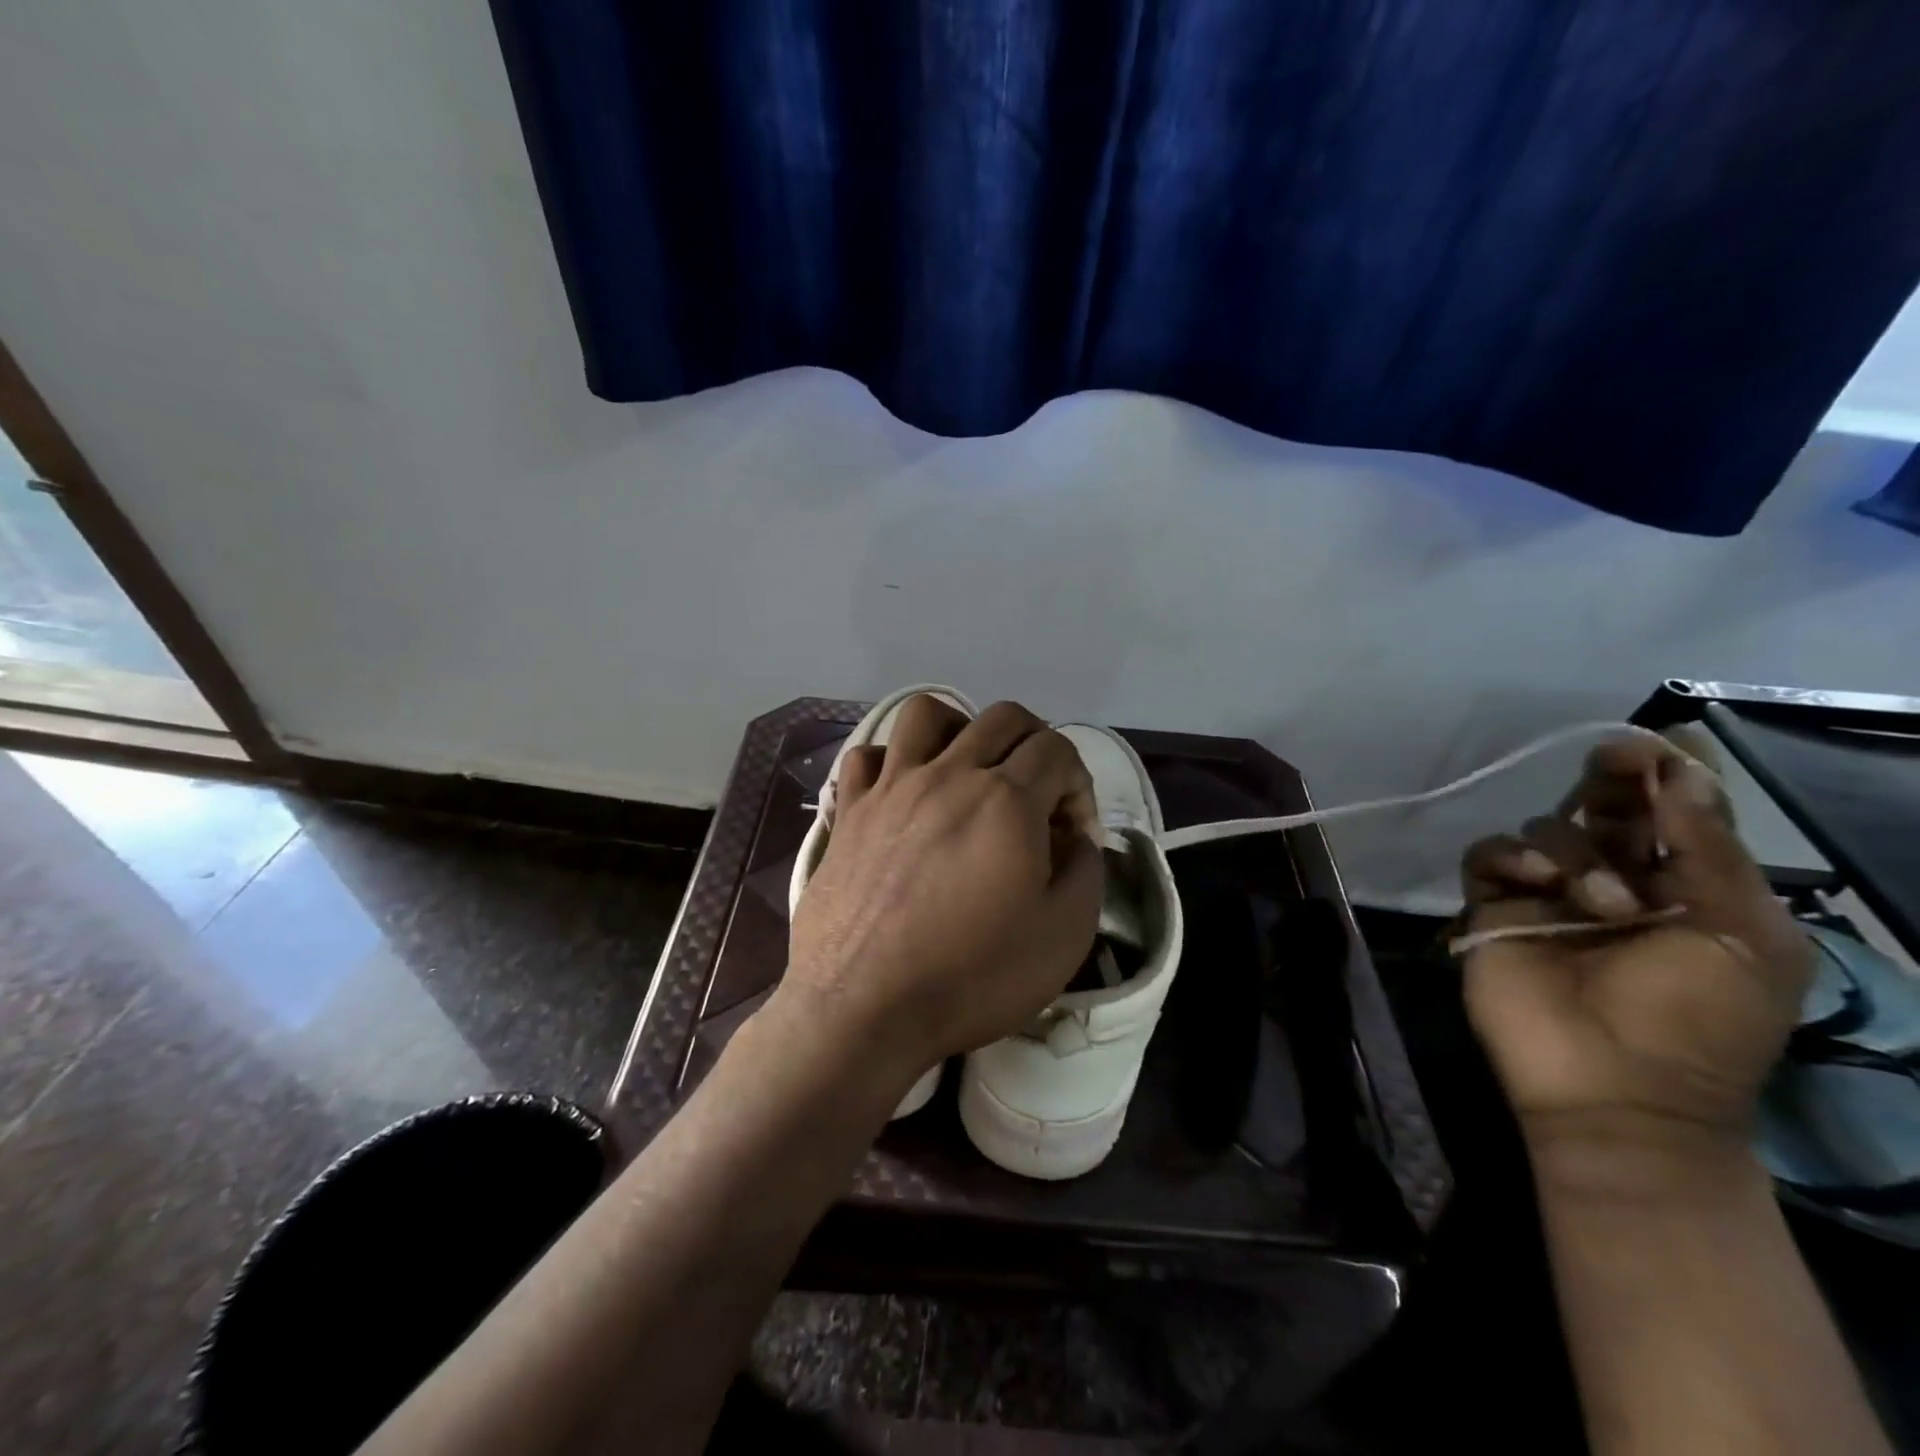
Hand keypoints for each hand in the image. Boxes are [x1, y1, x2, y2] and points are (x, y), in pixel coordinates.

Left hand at [782, 696, 1103, 1100]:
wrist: (862, 1009)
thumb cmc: (970, 978)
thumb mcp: (1063, 937)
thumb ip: (1086, 872)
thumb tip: (1077, 838)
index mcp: (1007, 800)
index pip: (1058, 749)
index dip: (1079, 786)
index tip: (1073, 836)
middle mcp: (949, 775)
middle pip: (1002, 718)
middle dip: (1034, 744)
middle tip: (1037, 793)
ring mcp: (892, 787)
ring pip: (927, 714)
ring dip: (961, 729)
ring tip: (969, 771)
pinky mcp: (850, 810)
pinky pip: (868, 755)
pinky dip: (892, 761)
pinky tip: (904, 793)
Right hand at [1460, 737, 1812, 1181]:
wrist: (1618, 1091)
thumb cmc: (1701, 1021)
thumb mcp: (1742, 936)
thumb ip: (1709, 851)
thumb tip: (1684, 769)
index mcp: (1685, 885)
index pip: (1669, 813)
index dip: (1661, 774)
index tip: (1652, 746)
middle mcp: (1613, 878)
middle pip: (1601, 807)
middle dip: (1610, 781)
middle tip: (1613, 762)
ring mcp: (1547, 892)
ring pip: (1547, 828)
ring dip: (1577, 852)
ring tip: (1602, 904)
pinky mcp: (1494, 905)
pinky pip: (1489, 856)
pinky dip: (1511, 857)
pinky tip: (1537, 881)